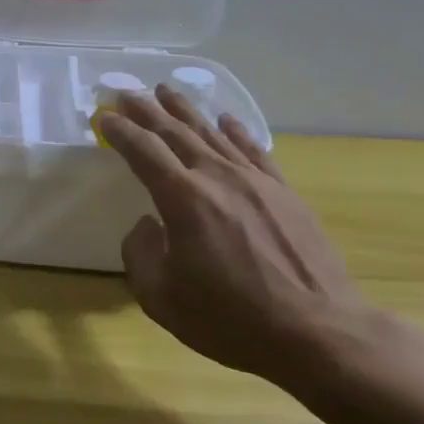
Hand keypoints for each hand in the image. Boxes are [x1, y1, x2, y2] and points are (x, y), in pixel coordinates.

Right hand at [98, 86, 379, 385]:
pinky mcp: (285, 194)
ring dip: (186, 110)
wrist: (319, 333)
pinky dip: (236, 131)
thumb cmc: (231, 319)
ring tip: (167, 90)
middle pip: (176, 132)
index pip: (143, 151)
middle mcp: (217, 178)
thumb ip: (140, 254)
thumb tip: (147, 225)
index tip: (103, 116)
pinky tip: (226, 120)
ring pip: (213, 134)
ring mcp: (256, 182)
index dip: (120, 131)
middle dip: (147, 110)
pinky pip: (254, 151)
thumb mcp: (161, 298)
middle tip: (127, 91)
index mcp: (183, 199)